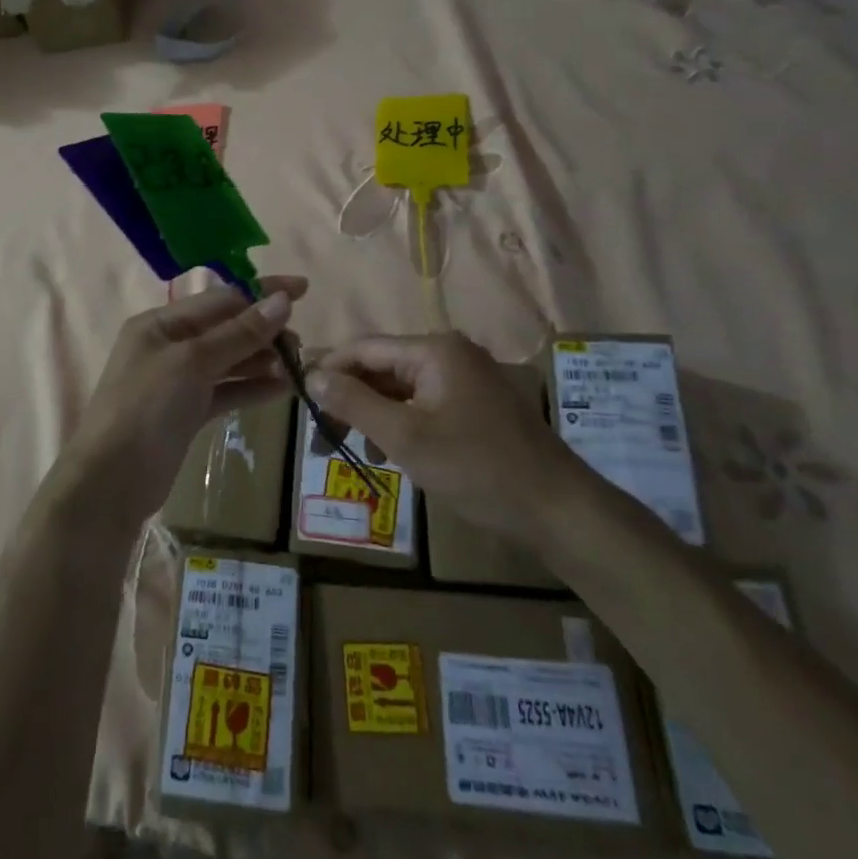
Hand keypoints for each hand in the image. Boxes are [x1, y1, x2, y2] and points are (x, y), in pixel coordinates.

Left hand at [62, 277, 306, 520]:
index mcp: (161, 323)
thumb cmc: (147, 408)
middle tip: (299, 345)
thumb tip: (282, 301)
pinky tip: (282, 389)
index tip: (303, 290)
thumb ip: (239, 333)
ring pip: (229, 360)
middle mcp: (169, 345)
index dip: (262, 293)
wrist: (112, 481)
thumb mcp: (193, 362)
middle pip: (226, 328)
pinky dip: (252, 388)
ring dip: (262, 360)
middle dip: (264, 331)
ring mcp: (178, 381)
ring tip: (297, 367)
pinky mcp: (187, 412)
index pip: (220, 298)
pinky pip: (226, 391)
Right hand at [308, 333, 582, 542]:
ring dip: (370, 414)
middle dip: (348, 397)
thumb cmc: (477, 468)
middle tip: (319, 431)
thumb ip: (355, 402)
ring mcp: (465, 381)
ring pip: (400, 388)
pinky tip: (384, 452)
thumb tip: (312, 376)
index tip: (298, 396)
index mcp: (434, 350)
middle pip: (382, 366)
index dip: (328, 369)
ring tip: (344, 446)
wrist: (559, 511)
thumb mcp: (406, 436)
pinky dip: (398, 424)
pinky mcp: (475, 407)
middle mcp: (450, 355)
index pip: (364, 348)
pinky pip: (422, 405)